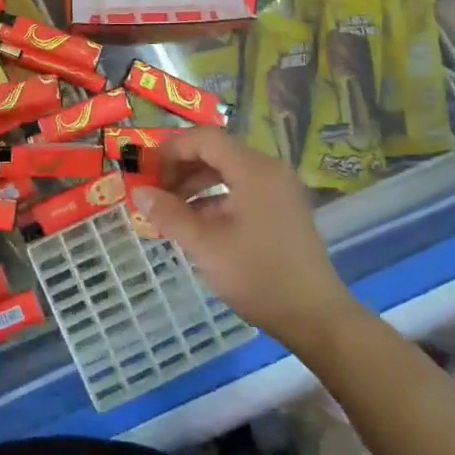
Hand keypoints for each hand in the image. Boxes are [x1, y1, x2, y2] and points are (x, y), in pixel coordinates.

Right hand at [132, 127, 353, 347]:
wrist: (315, 316)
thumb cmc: (258, 276)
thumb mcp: (206, 246)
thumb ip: (170, 214)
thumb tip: (138, 192)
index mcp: (253, 170)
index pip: (205, 138)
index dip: (171, 149)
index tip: (147, 172)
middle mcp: (269, 170)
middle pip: (216, 151)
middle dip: (181, 167)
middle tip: (154, 191)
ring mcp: (278, 189)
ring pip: (228, 170)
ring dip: (196, 183)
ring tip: (169, 208)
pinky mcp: (281, 208)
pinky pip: (241, 188)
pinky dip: (215, 197)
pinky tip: (196, 222)